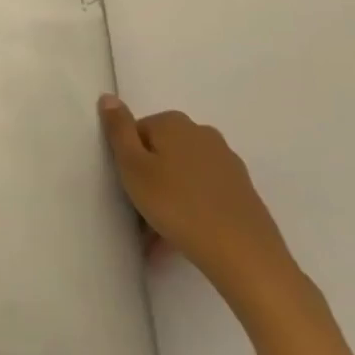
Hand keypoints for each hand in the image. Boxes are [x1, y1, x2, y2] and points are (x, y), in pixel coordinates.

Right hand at [98, 95, 299, 306]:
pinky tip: (182, 238)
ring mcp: (228, 164)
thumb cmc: (177, 205)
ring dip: (168, 197)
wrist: (245, 257)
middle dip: (149, 178)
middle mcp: (204, 135)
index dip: (128, 160)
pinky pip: (204, 195)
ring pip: (183, 176)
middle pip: (162, 152)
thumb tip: (108, 97)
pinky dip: (191, 210)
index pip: (137, 132)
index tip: (128, 187)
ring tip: (158, 234)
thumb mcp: (132, 166)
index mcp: (174, 124)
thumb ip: (118, 129)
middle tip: (140, 211)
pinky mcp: (243, 193)